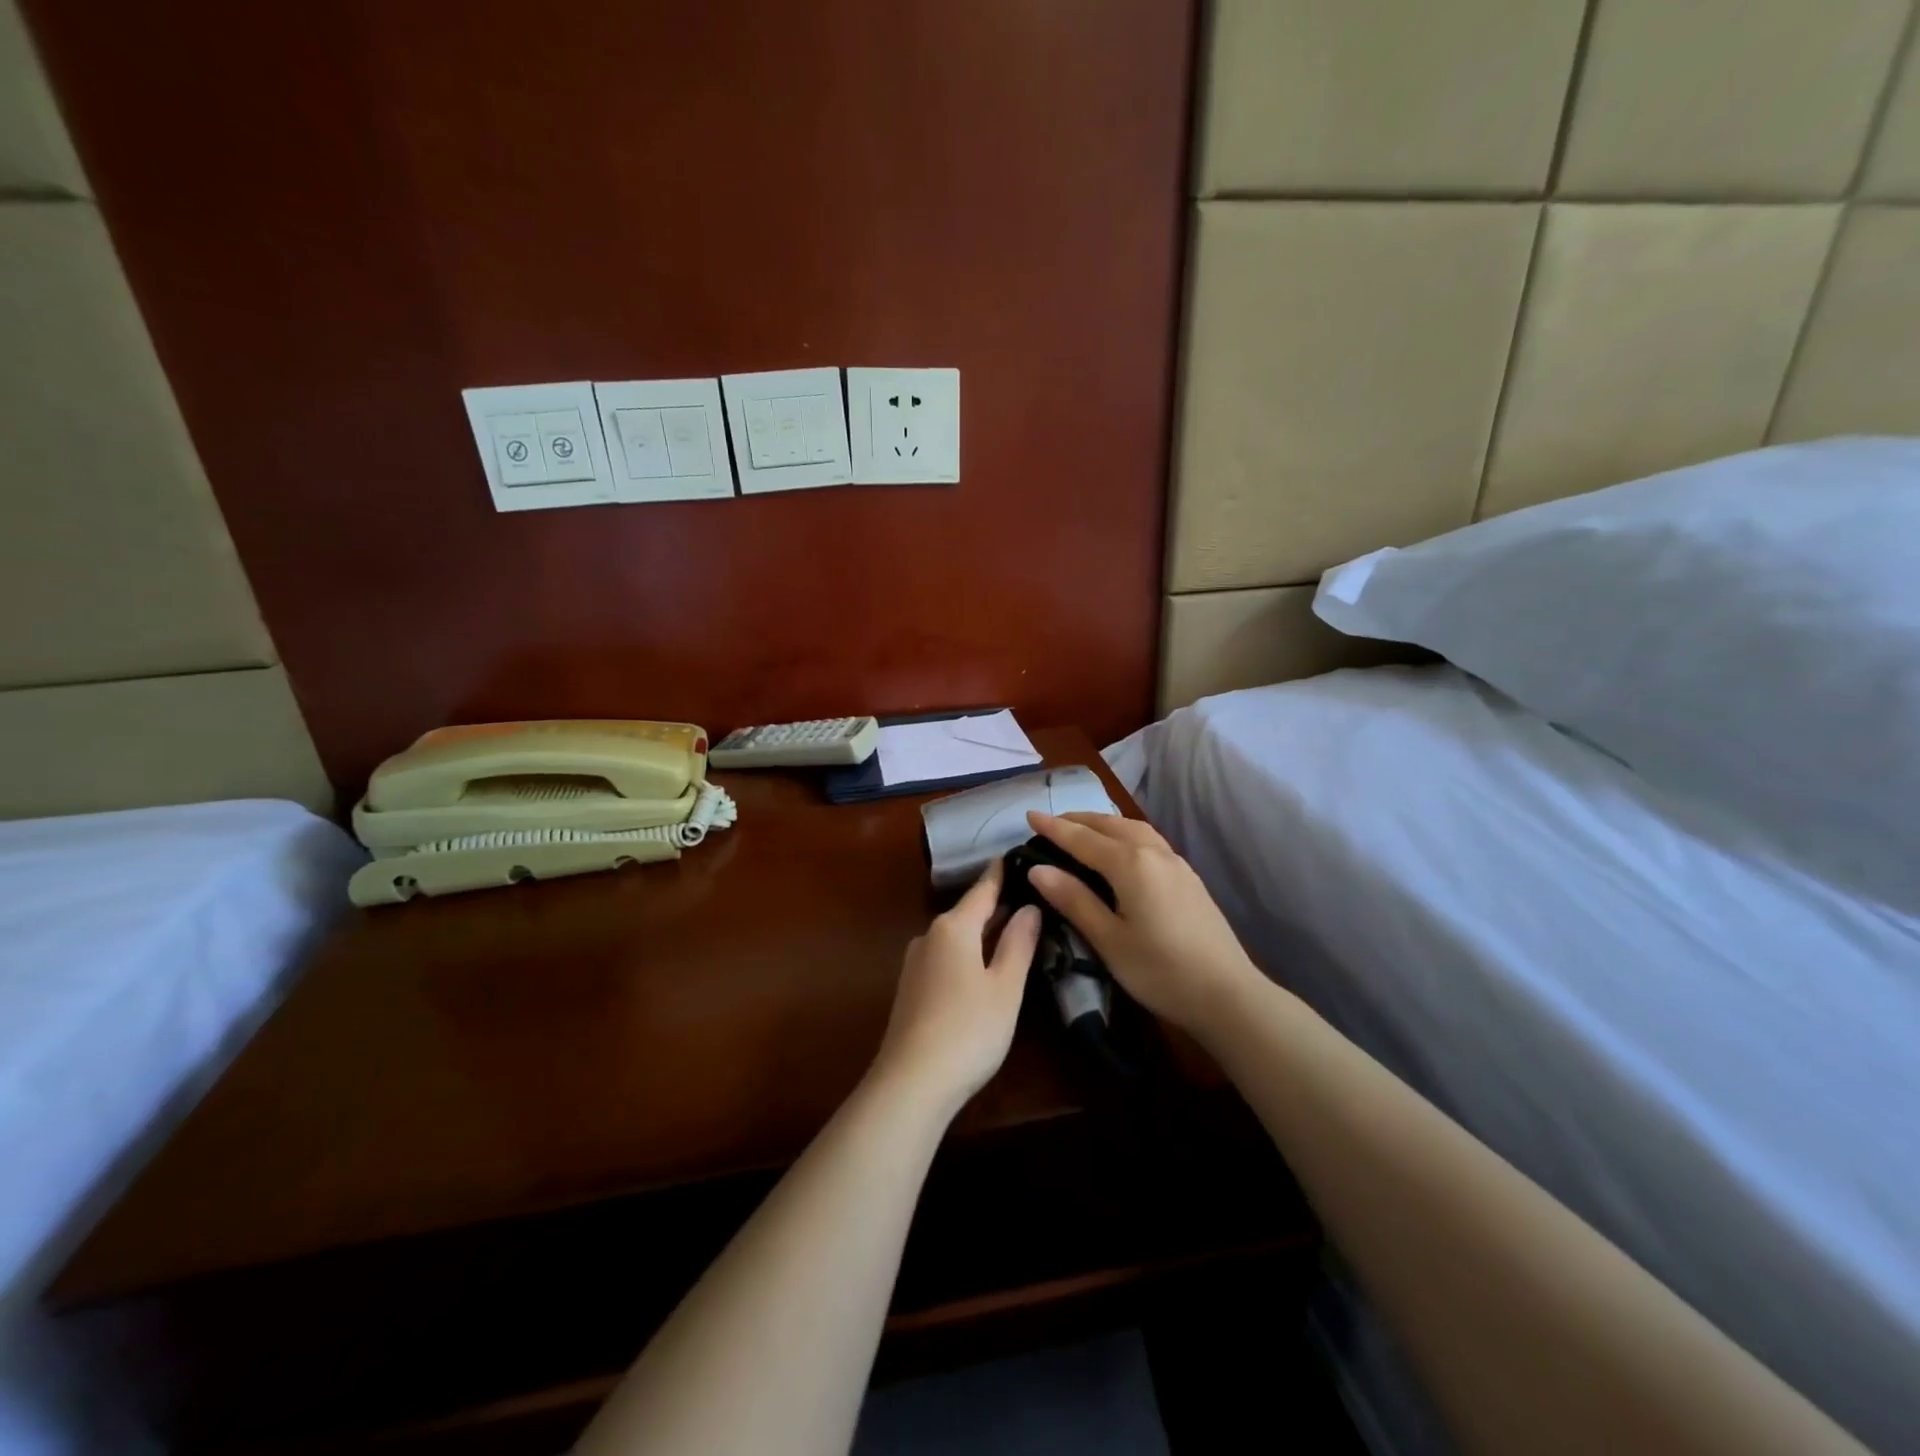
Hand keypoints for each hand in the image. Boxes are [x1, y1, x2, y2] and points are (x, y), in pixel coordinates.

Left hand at [872, 860, 1041, 1116]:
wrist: (911, 1083)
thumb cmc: (968, 1029)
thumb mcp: (1005, 987)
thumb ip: (1018, 943)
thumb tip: (1029, 906)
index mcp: (953, 927)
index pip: (983, 889)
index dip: (1002, 872)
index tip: (1018, 853)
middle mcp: (929, 936)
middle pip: (968, 912)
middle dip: (997, 904)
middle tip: (1031, 895)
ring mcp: (915, 963)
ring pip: (956, 936)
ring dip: (982, 931)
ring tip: (1014, 929)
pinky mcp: (911, 989)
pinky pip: (946, 957)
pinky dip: (968, 953)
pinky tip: (983, 966)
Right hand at [1023, 812, 1259, 1033]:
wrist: (1227, 995)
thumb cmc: (1160, 970)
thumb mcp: (1108, 939)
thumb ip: (1073, 899)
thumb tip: (1037, 868)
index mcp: (1130, 864)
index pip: (1082, 839)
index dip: (1053, 827)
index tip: (1028, 815)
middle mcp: (1154, 853)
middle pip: (1110, 825)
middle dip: (1078, 820)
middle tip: (1051, 823)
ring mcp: (1176, 863)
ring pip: (1134, 829)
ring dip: (1104, 824)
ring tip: (1083, 830)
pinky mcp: (1189, 878)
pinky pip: (1149, 841)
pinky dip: (1125, 835)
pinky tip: (1121, 850)